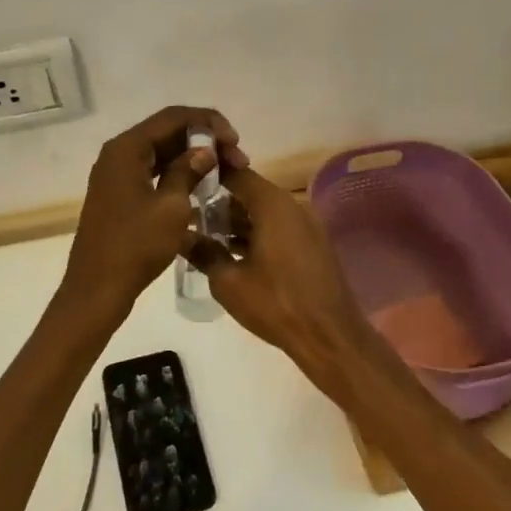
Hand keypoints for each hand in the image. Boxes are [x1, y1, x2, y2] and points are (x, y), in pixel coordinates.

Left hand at [60, 105, 243, 318]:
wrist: (97, 289)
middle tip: (236, 159)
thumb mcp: (171, 207)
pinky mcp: (118, 196)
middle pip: (166, 132)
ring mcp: (116, 176)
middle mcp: (117, 154)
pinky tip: (200, 188)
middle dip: (203, 140)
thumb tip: (204, 150)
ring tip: (224, 172)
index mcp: (126, 149)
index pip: (174, 117)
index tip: (235, 142)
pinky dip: (177, 175)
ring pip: (160, 153)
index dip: (208, 123)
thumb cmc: (135, 246)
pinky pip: (152, 173)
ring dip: (192, 158)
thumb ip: (188, 171)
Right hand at [188, 167, 390, 403]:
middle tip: (190, 217)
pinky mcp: (314, 245)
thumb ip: (203, 252)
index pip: (237, 174)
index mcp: (273, 205)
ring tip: (207, 237)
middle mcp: (293, 206)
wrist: (330, 336)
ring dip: (238, 221)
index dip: (210, 175)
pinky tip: (234, 254)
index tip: (186, 184)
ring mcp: (308, 225)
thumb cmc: (276, 304)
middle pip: (251, 192)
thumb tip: (181, 236)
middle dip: (221, 203)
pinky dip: (257, 234)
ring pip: (266, 212)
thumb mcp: (228, 282)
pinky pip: (280, 227)